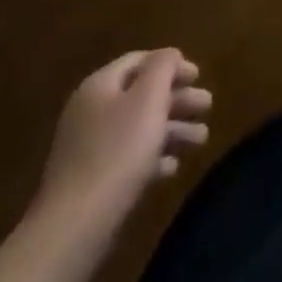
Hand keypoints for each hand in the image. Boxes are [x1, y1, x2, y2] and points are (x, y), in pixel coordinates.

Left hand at [31, 49, 211, 242]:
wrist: (74, 227)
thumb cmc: (118, 152)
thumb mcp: (148, 100)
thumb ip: (162, 68)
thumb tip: (170, 54)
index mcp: (100, 86)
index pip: (139, 61)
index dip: (171, 64)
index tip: (199, 76)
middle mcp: (91, 111)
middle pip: (141, 94)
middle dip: (177, 98)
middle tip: (207, 106)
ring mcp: (88, 147)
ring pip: (138, 127)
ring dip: (172, 129)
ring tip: (201, 140)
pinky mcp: (90, 180)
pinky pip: (127, 157)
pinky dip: (152, 156)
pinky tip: (172, 168)